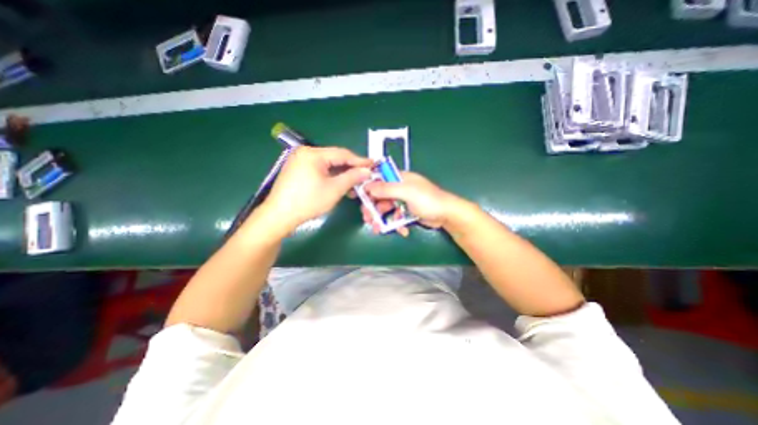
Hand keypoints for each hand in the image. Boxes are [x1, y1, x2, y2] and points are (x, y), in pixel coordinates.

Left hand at [264, 146, 373, 232]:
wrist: (279, 216)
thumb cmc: (308, 201)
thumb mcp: (334, 189)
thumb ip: (352, 177)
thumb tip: (367, 171)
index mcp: (313, 154)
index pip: (342, 154)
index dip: (359, 161)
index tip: (373, 165)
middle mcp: (306, 153)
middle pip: (335, 159)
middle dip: (351, 170)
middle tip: (365, 177)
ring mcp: (300, 162)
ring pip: (328, 167)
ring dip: (342, 176)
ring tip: (355, 186)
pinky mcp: (297, 172)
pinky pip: (320, 172)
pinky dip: (331, 178)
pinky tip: (340, 187)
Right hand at [362, 170, 461, 233]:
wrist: (447, 215)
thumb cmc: (428, 200)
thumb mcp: (407, 192)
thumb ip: (387, 189)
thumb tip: (367, 186)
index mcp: (400, 178)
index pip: (379, 179)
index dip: (369, 187)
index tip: (359, 197)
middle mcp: (400, 188)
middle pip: (380, 196)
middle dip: (373, 208)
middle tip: (367, 218)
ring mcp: (403, 200)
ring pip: (386, 208)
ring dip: (381, 219)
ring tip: (377, 229)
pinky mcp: (407, 212)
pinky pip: (396, 217)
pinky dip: (396, 224)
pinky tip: (401, 231)